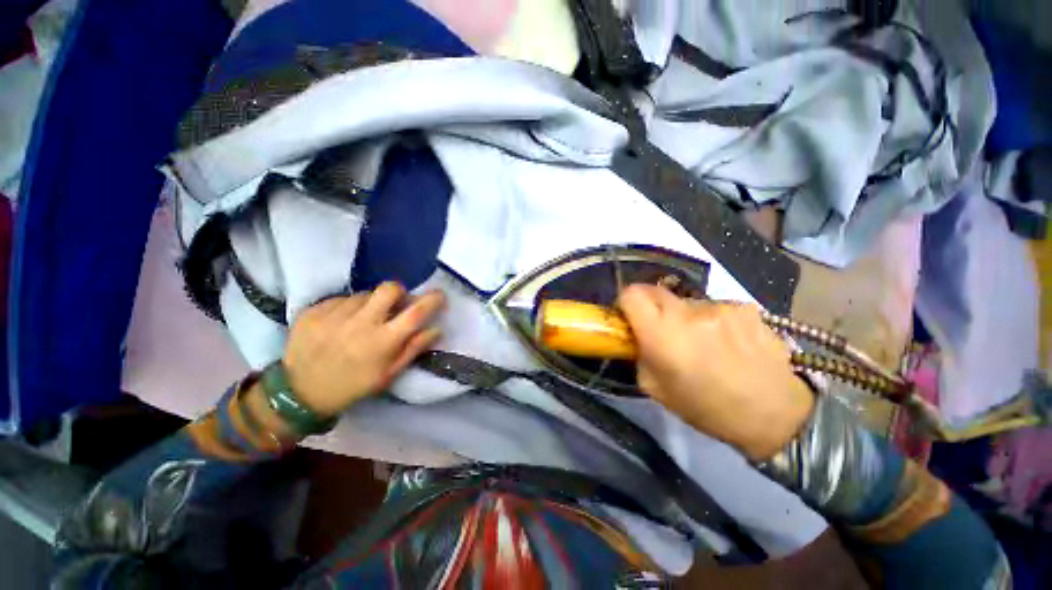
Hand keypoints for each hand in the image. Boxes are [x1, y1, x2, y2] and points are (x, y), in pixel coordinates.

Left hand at [282, 282, 445, 417]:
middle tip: (394, 304)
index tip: (439, 294)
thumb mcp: (389, 374)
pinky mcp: (313, 311)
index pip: (415, 313)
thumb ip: (414, 348)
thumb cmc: (353, 385)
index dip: (431, 300)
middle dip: (398, 292)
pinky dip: (347, 307)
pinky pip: (340, 298)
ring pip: (364, 293)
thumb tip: (437, 329)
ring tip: (361, 320)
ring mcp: (333, 315)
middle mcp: (360, 324)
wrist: (300, 392)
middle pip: (389, 289)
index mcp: (382, 342)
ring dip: (369, 303)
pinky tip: (340, 323)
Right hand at [618, 284, 813, 461]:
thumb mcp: (655, 388)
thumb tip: (637, 335)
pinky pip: (715, 306)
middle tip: (661, 328)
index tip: (629, 316)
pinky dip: (713, 320)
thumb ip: (640, 354)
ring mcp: (720, 306)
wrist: (775, 414)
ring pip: (686, 301)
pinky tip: (728, 342)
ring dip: (685, 316)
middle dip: (651, 306)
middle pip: (655, 290)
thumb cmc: (706, 407)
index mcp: (662, 334)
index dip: (625, 302)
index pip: (631, 294)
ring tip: (704, 342)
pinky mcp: (745, 307)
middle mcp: (688, 312)